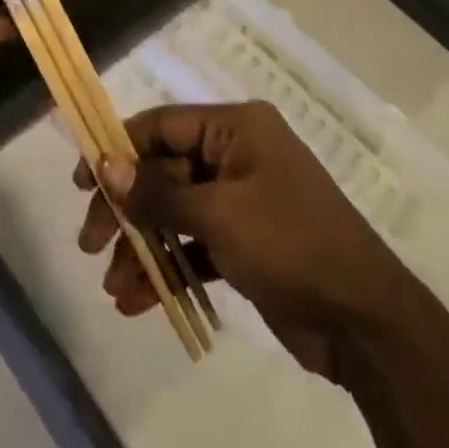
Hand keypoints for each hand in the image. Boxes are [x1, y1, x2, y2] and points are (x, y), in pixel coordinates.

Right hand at [76, 102, 408, 383]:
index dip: (118, 149)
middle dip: (127, 210)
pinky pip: (194, 244)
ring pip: (175, 212)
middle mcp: (236, 154)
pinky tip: (139, 302)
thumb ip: (159, 191)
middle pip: (164, 171)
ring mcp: (241, 199)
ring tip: (115, 289)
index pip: (163, 126)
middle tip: (90, 244)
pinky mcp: (245, 243)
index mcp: (236, 128)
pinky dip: (169, 268)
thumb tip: (105, 165)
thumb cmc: (291, 244)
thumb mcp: (220, 215)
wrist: (366, 321)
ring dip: (144, 248)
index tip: (82, 181)